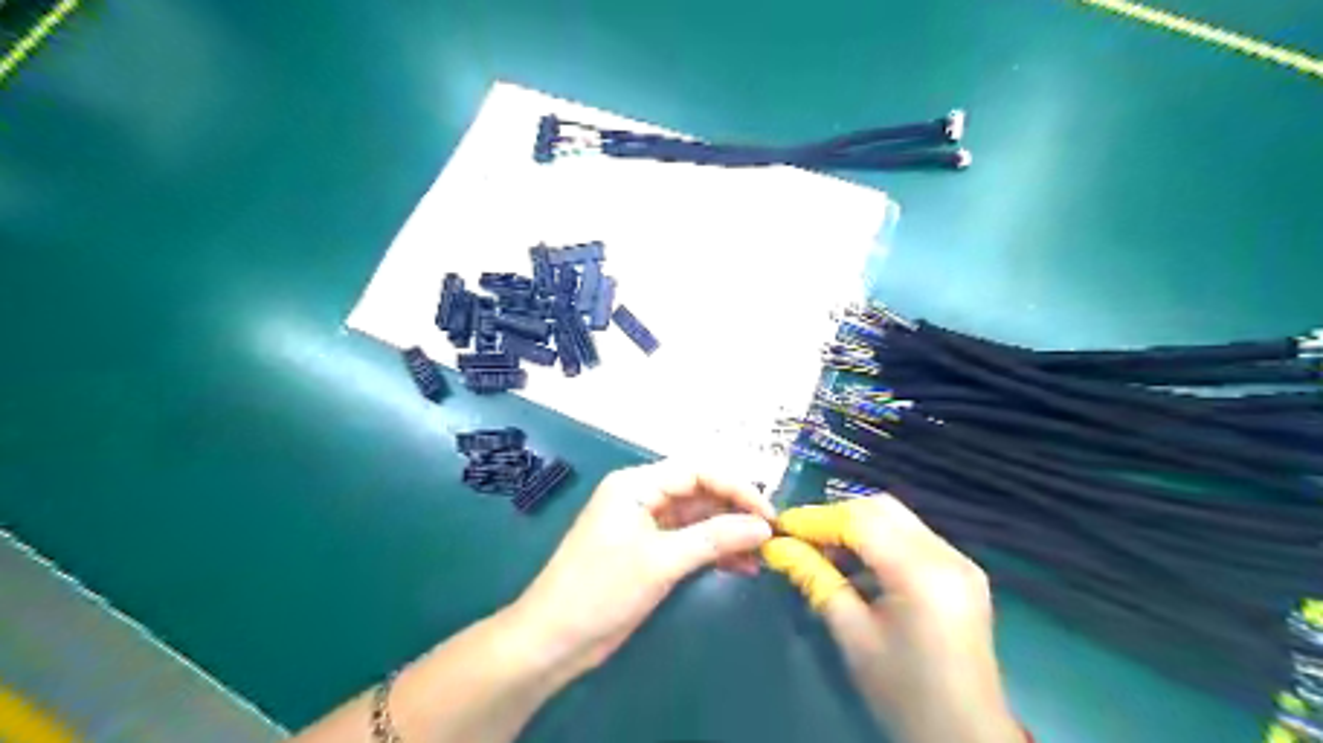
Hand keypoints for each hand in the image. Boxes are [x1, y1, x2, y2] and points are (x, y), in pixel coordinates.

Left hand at [508, 462, 777, 680]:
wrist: (554, 639)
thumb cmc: (601, 590)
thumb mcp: (661, 561)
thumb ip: (714, 539)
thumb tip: (763, 527)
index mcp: (637, 484)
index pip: (698, 471)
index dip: (737, 487)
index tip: (769, 514)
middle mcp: (642, 496)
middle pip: (699, 492)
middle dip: (735, 510)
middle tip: (772, 534)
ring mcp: (645, 524)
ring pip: (697, 518)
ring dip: (728, 533)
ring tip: (763, 553)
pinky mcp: (648, 551)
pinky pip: (688, 541)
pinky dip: (713, 550)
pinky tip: (741, 565)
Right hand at [765, 496, 1019, 742]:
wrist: (967, 737)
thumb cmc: (904, 693)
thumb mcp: (852, 636)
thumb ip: (816, 580)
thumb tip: (776, 547)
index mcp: (920, 573)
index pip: (859, 520)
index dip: (815, 518)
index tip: (780, 528)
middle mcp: (946, 554)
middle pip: (880, 508)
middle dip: (835, 516)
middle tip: (800, 537)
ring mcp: (959, 560)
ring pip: (896, 518)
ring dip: (856, 525)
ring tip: (823, 550)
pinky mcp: (962, 571)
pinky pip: (912, 536)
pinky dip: (879, 539)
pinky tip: (857, 564)